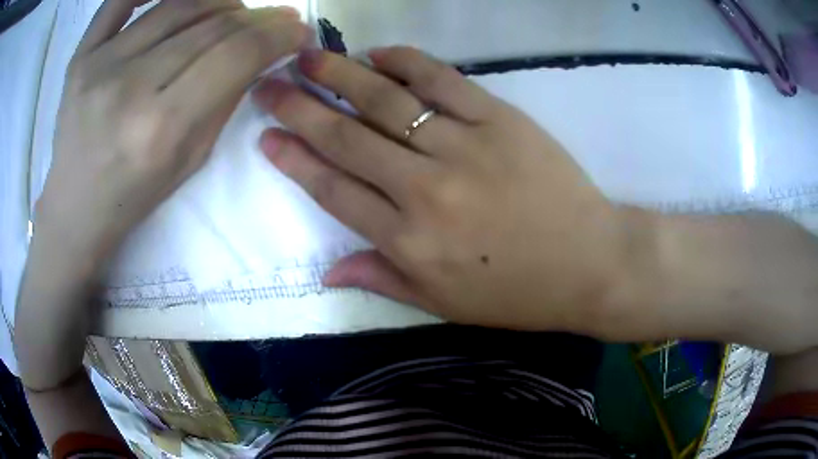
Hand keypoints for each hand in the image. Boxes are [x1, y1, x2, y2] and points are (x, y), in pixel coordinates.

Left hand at [37, 0, 309, 267]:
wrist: (75, 206)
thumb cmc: (132, 196)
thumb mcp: (189, 162)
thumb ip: (224, 102)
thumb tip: (260, 53)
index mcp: (160, 128)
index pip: (236, 54)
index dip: (278, 34)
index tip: (297, 30)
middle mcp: (129, 87)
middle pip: (211, 24)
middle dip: (256, 17)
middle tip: (272, 20)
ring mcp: (99, 65)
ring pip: (177, 4)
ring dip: (219, 0)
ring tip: (231, 10)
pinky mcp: (80, 56)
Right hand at [252, 47, 633, 332]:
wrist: (590, 264)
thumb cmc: (519, 292)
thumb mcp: (445, 304)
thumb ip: (383, 279)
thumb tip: (328, 271)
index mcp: (408, 243)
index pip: (333, 190)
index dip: (294, 159)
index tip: (266, 135)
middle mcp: (424, 190)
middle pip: (346, 139)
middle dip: (299, 109)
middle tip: (269, 86)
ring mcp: (463, 147)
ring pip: (386, 102)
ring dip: (340, 76)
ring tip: (306, 58)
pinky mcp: (500, 120)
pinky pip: (443, 82)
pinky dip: (407, 63)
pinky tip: (378, 54)